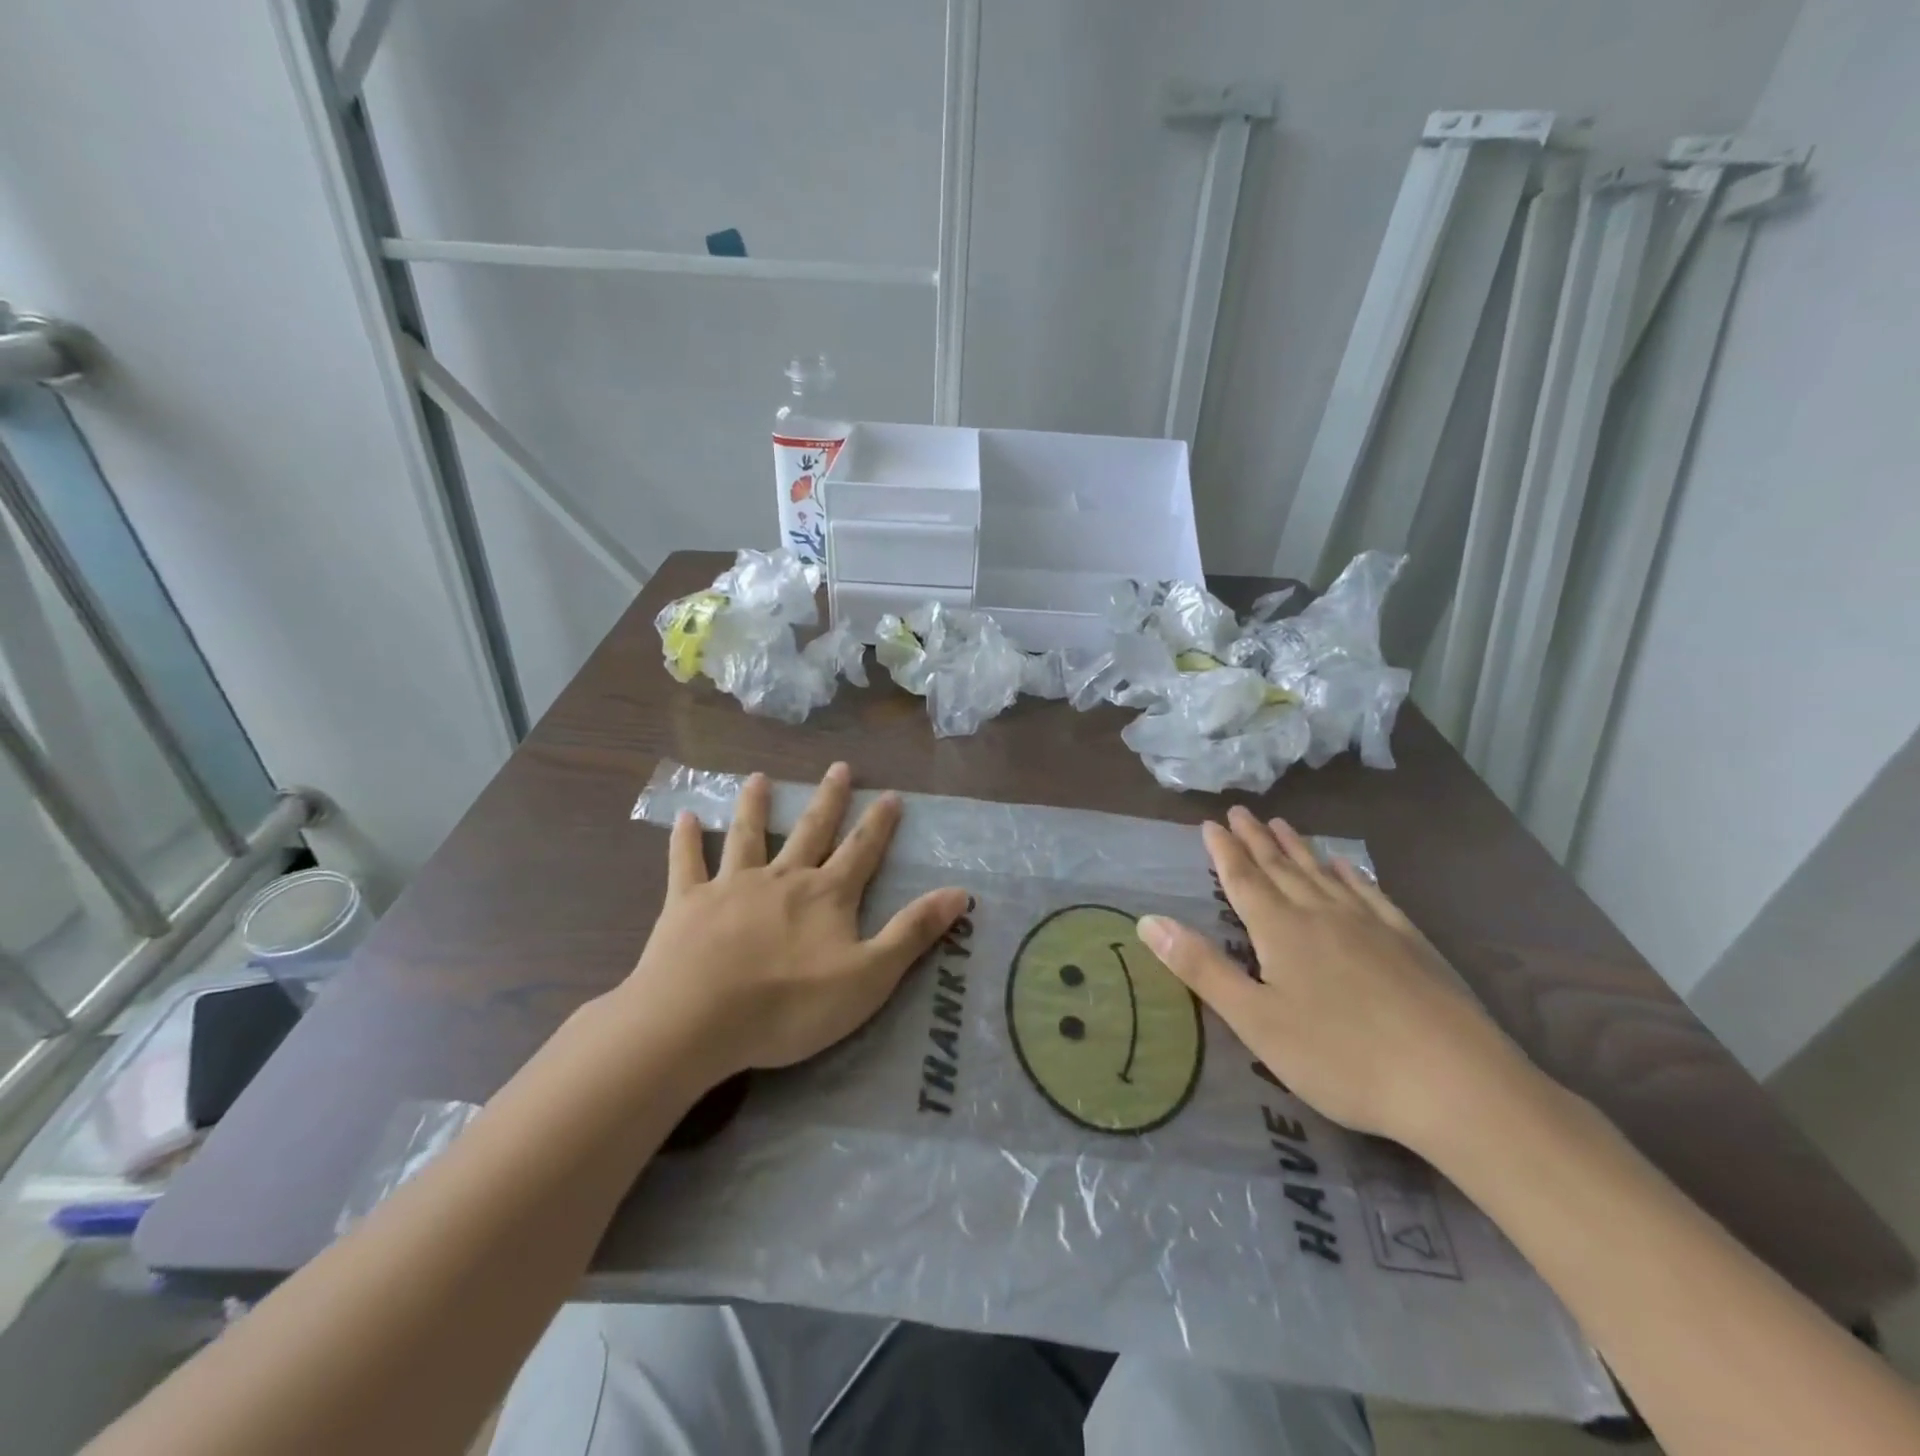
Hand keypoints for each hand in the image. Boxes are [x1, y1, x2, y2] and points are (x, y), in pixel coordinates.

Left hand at [614, 762, 968, 1080]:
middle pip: (810, 831)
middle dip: (828, 800)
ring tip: (758, 778)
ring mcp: (732, 887)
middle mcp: (782, 878)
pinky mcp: (688, 904)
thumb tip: (960, 892)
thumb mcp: (869, 976)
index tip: (891, 793)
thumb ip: (912, 932)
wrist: (699, 1019)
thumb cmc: (791, 1005)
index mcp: (826, 896)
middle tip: (839, 767)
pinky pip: (688, 864)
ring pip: (748, 837)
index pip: (861, 850)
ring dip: (755, 807)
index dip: (879, 823)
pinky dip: (686, 840)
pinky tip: (685, 817)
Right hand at [1137, 806, 1531, 1155]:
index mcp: (1281, 932)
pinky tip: (1346, 865)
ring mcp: (1371, 925)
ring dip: (1298, 847)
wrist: (1456, 1083)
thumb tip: (1148, 921)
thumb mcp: (1256, 1021)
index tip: (1209, 823)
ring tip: (1282, 823)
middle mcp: (1322, 915)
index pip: (1243, 880)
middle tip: (1240, 811)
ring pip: (1323, 874)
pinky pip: (1370, 893)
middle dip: (1256, 839)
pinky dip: (1351, 874)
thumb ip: (1202, 968)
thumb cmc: (1341, 1058)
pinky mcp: (1410, 942)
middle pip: (1281, 868)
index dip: (1224, 852)